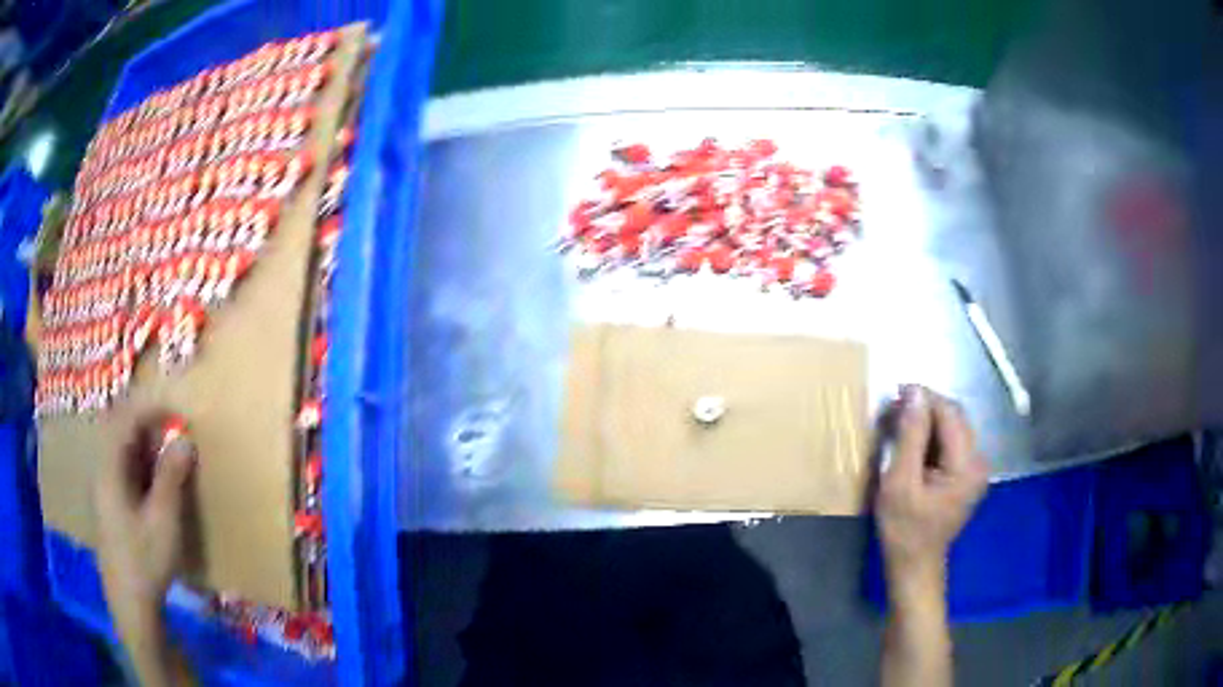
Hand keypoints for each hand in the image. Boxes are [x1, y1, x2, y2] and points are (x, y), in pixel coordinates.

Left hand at [95, 417, 195, 614]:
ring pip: (122, 452)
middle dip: (149, 427)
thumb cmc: (145, 561)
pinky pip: (123, 472)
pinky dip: (141, 469)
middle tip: (176, 437)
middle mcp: (102, 471)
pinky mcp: (110, 506)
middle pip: (120, 431)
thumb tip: (185, 439)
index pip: (126, 419)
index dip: (152, 409)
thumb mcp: (163, 520)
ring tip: (170, 463)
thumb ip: (172, 477)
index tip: (178, 414)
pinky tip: (156, 489)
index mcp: (109, 468)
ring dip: (146, 449)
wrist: (131, 605)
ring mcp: (104, 489)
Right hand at [876, 385, 987, 599]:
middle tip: (894, 411)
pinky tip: (912, 446)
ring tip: (899, 426)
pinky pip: (951, 443)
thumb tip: (914, 393)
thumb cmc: (904, 530)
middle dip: (925, 408)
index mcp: (966, 464)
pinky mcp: (967, 475)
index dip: (924, 398)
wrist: (915, 566)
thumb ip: (910, 436)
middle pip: (954, 417)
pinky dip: (931, 438)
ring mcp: (975, 469)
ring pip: (952, 428)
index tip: (895, 393)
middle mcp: (978, 460)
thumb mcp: (900, 483)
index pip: (949, 413)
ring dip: (927, 422)